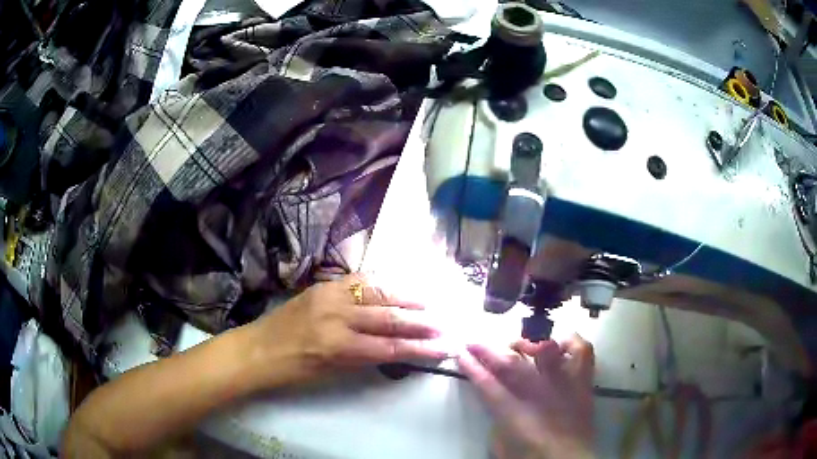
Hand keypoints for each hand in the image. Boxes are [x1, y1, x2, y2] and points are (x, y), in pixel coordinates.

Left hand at [247, 274, 449, 388]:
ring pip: (376, 292)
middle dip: (419, 321)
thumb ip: (363, 357)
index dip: (420, 348)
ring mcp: (329, 296)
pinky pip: (357, 280)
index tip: (443, 347)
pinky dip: (380, 283)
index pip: (390, 347)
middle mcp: (337, 317)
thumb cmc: (293, 370)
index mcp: (338, 347)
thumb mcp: (331, 372)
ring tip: (428, 300)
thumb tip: (393, 348)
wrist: (258, 348)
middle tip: (443, 322)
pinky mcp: (322, 285)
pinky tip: (395, 285)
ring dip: (405, 296)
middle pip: (388, 317)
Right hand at [458, 334, 595, 458]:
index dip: (471, 367)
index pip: (486, 383)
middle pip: (510, 364)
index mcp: (515, 412)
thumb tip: (497, 403)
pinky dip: (570, 342)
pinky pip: (581, 351)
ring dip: (526, 343)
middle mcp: (540, 392)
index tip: (460, 353)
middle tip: (474, 343)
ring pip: (544, 350)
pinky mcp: (582, 382)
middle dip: (487, 351)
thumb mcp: (503, 445)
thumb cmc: (532, 457)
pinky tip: (559, 344)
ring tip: (517, 344)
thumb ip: (498, 421)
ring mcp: (564, 384)